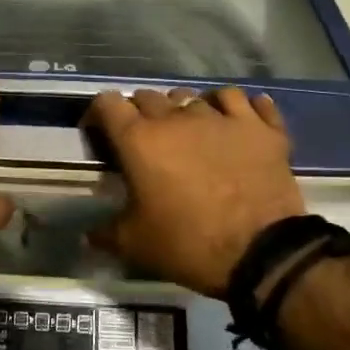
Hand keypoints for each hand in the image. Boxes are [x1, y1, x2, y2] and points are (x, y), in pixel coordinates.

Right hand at [85, 87, 303, 296]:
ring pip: (195, 95)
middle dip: (140, 113)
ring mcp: (223, 118)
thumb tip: (88, 234)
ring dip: (184, 108)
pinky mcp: (261, 128)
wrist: (262, 254)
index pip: (108, 103)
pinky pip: (245, 100)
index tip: (100, 133)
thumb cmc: (188, 245)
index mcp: (140, 140)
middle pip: (148, 96)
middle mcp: (178, 117)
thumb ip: (105, 231)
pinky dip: (234, 106)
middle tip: (145, 141)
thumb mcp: (135, 244)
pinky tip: (234, 117)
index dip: (99, 114)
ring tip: (189, 129)